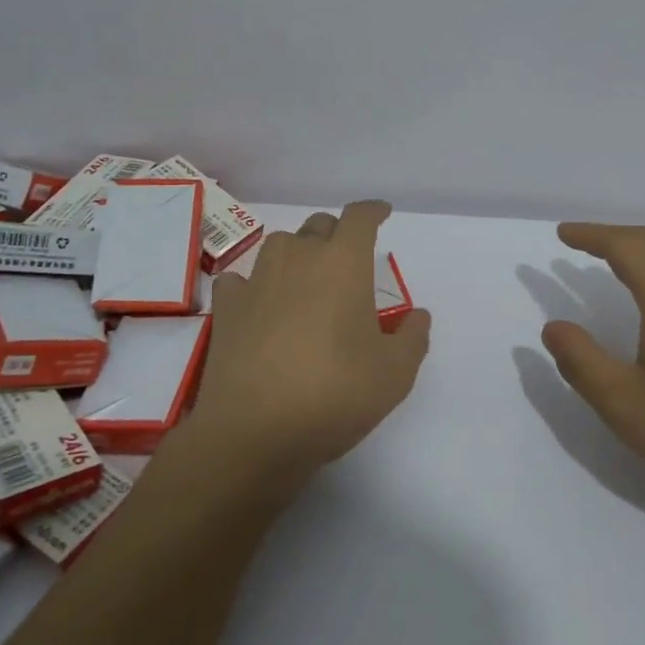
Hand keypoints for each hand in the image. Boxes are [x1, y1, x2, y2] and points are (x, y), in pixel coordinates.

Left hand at [187, 201, 431, 494]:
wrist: (253, 433)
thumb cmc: (334, 394)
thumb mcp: (395, 374)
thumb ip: (413, 337)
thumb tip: (416, 316)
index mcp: (343, 264)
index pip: (359, 218)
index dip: (373, 211)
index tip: (382, 213)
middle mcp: (299, 259)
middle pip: (319, 225)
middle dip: (338, 234)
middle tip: (349, 259)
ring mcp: (257, 281)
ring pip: (280, 245)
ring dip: (298, 252)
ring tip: (307, 278)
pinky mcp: (227, 309)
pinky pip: (242, 279)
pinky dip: (255, 284)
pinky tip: (261, 304)